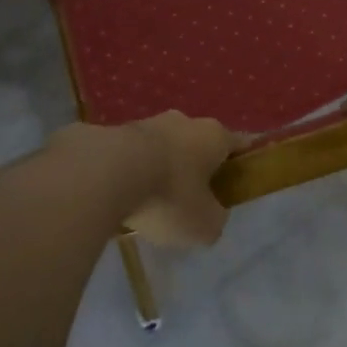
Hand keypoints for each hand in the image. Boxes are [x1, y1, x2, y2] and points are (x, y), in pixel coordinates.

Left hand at [52, 112, 238, 248]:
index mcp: (213, 136)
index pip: (239, 144)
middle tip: (190, 201)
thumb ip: (215, 219)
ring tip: (148, 204)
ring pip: (162, 148)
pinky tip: (120, 198)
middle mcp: (183, 121)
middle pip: (197, 145)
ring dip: (160, 170)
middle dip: (196, 168)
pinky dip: (130, 173)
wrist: (105, 173)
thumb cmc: (169, 196)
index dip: (241, 163)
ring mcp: (146, 123)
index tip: (238, 182)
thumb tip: (210, 215)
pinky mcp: (113, 132)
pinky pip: (130, 156)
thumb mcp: (205, 225)